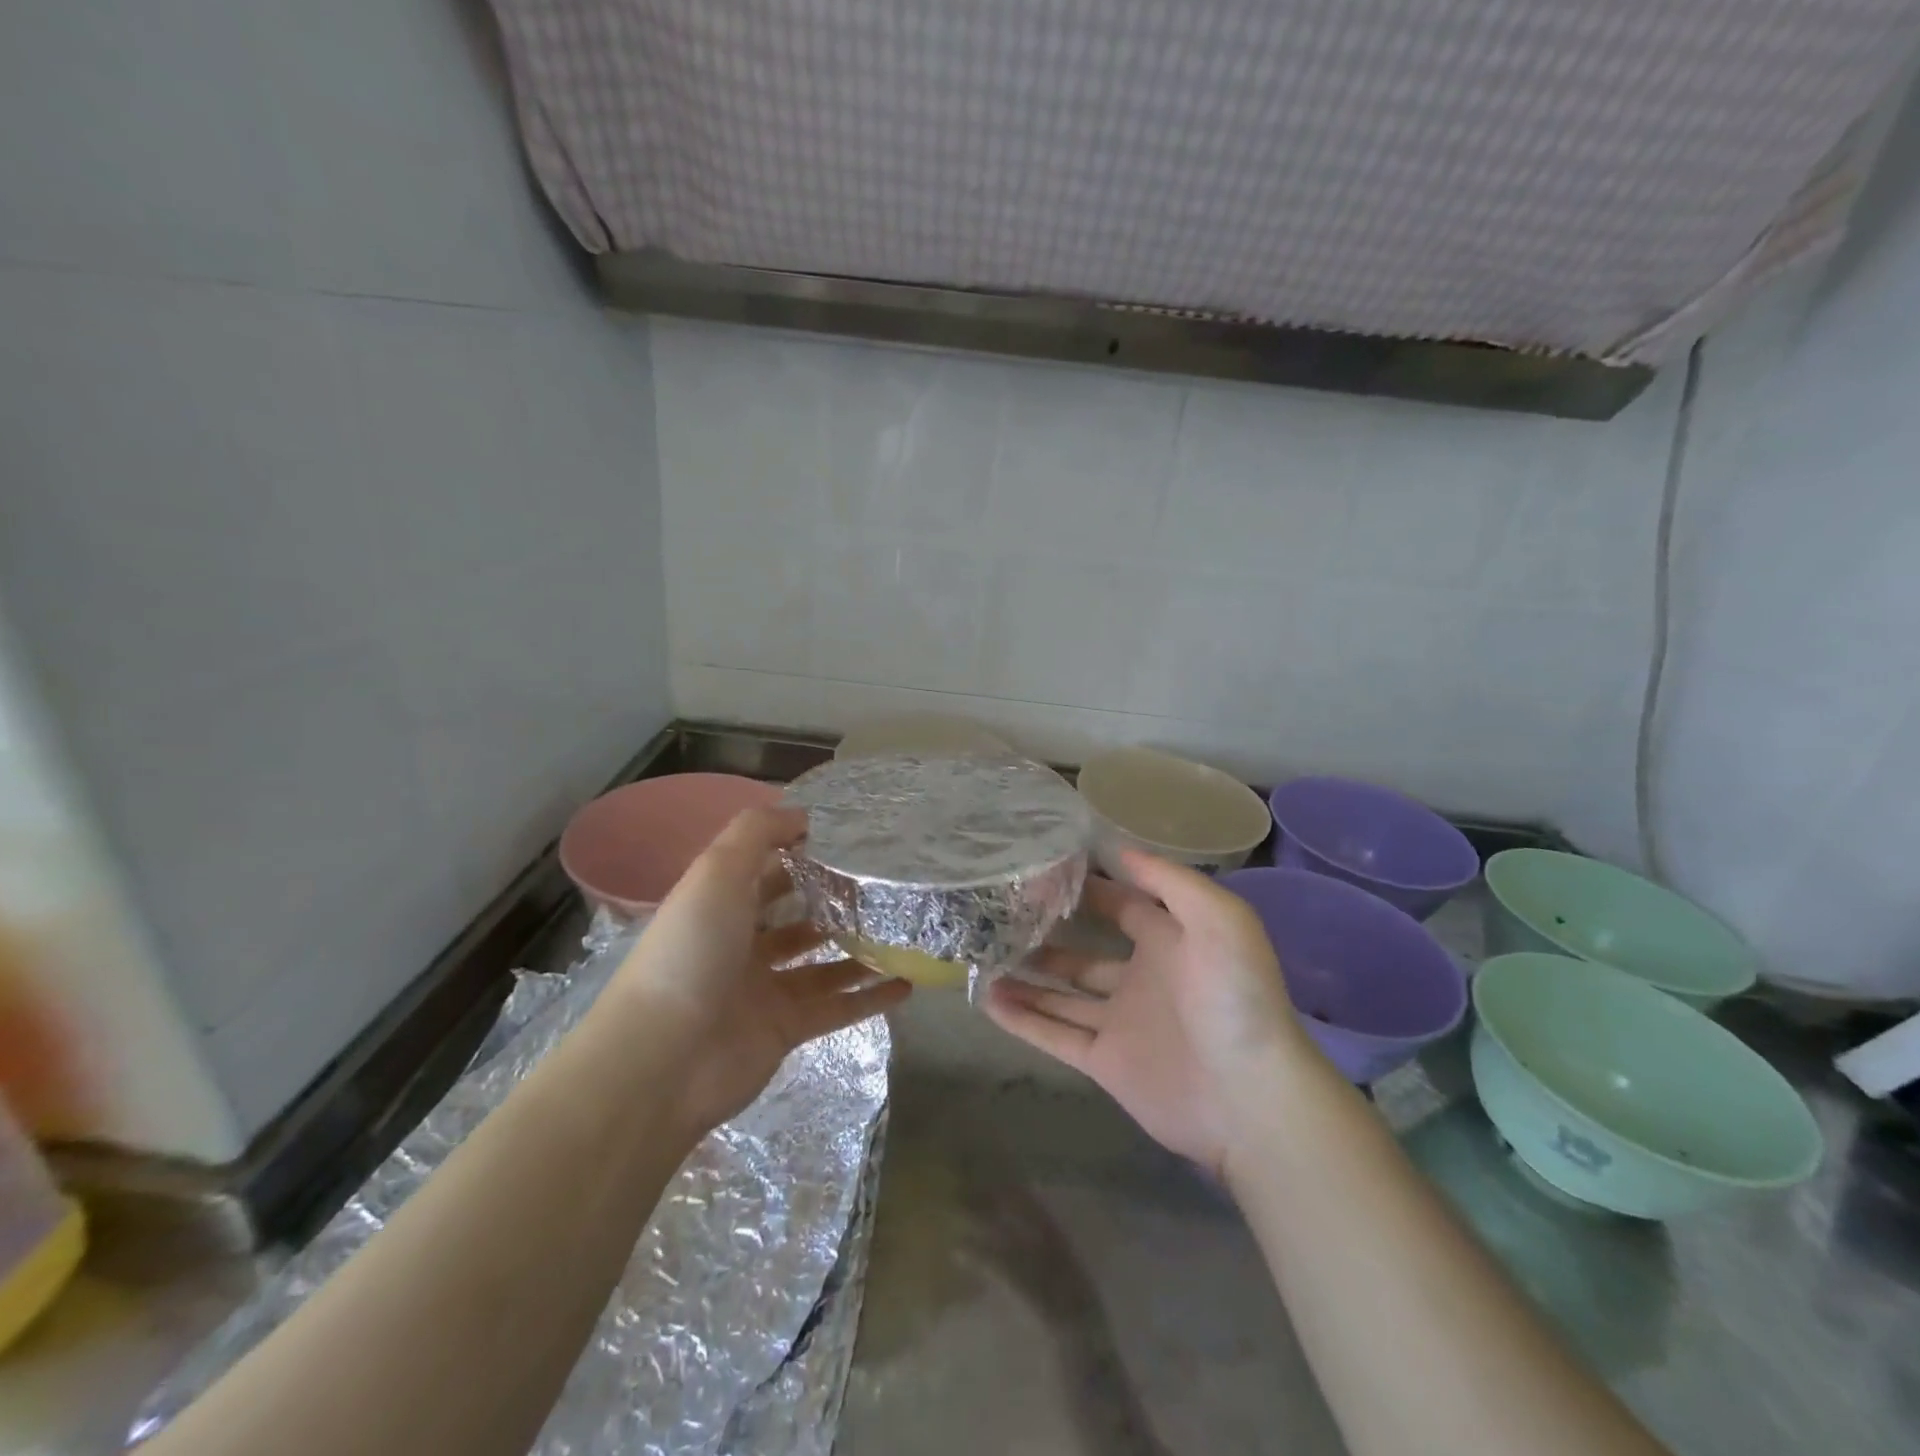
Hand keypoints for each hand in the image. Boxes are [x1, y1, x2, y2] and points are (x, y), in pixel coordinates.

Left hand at [606, 805, 910, 1136]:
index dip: (805, 854)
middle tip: (888, 887)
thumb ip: (757, 832)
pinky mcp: (786, 1030)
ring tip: (906, 931)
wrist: (663, 1058)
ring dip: (860, 949)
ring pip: (824, 963)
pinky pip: (836, 1008)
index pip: (769, 871)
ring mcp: (766, 989)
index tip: (854, 842)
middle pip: (800, 917)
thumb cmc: (692, 951)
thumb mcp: (717, 871)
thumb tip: (802, 813)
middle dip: (838, 902)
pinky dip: (869, 998)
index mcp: (723, 904)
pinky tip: (906, 983)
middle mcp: (743, 944)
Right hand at [982, 849, 1307, 1177]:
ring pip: (1062, 994)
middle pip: (1084, 951)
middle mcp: (1143, 977)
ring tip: (982, 955)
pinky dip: (1022, 1019)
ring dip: (1027, 976)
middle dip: (1048, 933)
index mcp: (1170, 941)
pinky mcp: (1106, 1062)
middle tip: (1001, 914)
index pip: (1122, 905)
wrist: (1250, 1098)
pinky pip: (1055, 1036)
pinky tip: (987, 1000)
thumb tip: (1117, 848)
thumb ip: (1168, 880)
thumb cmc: (1234, 997)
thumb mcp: (1217, 918)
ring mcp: (1121, 1022)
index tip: (1043, 870)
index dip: (1088, 887)